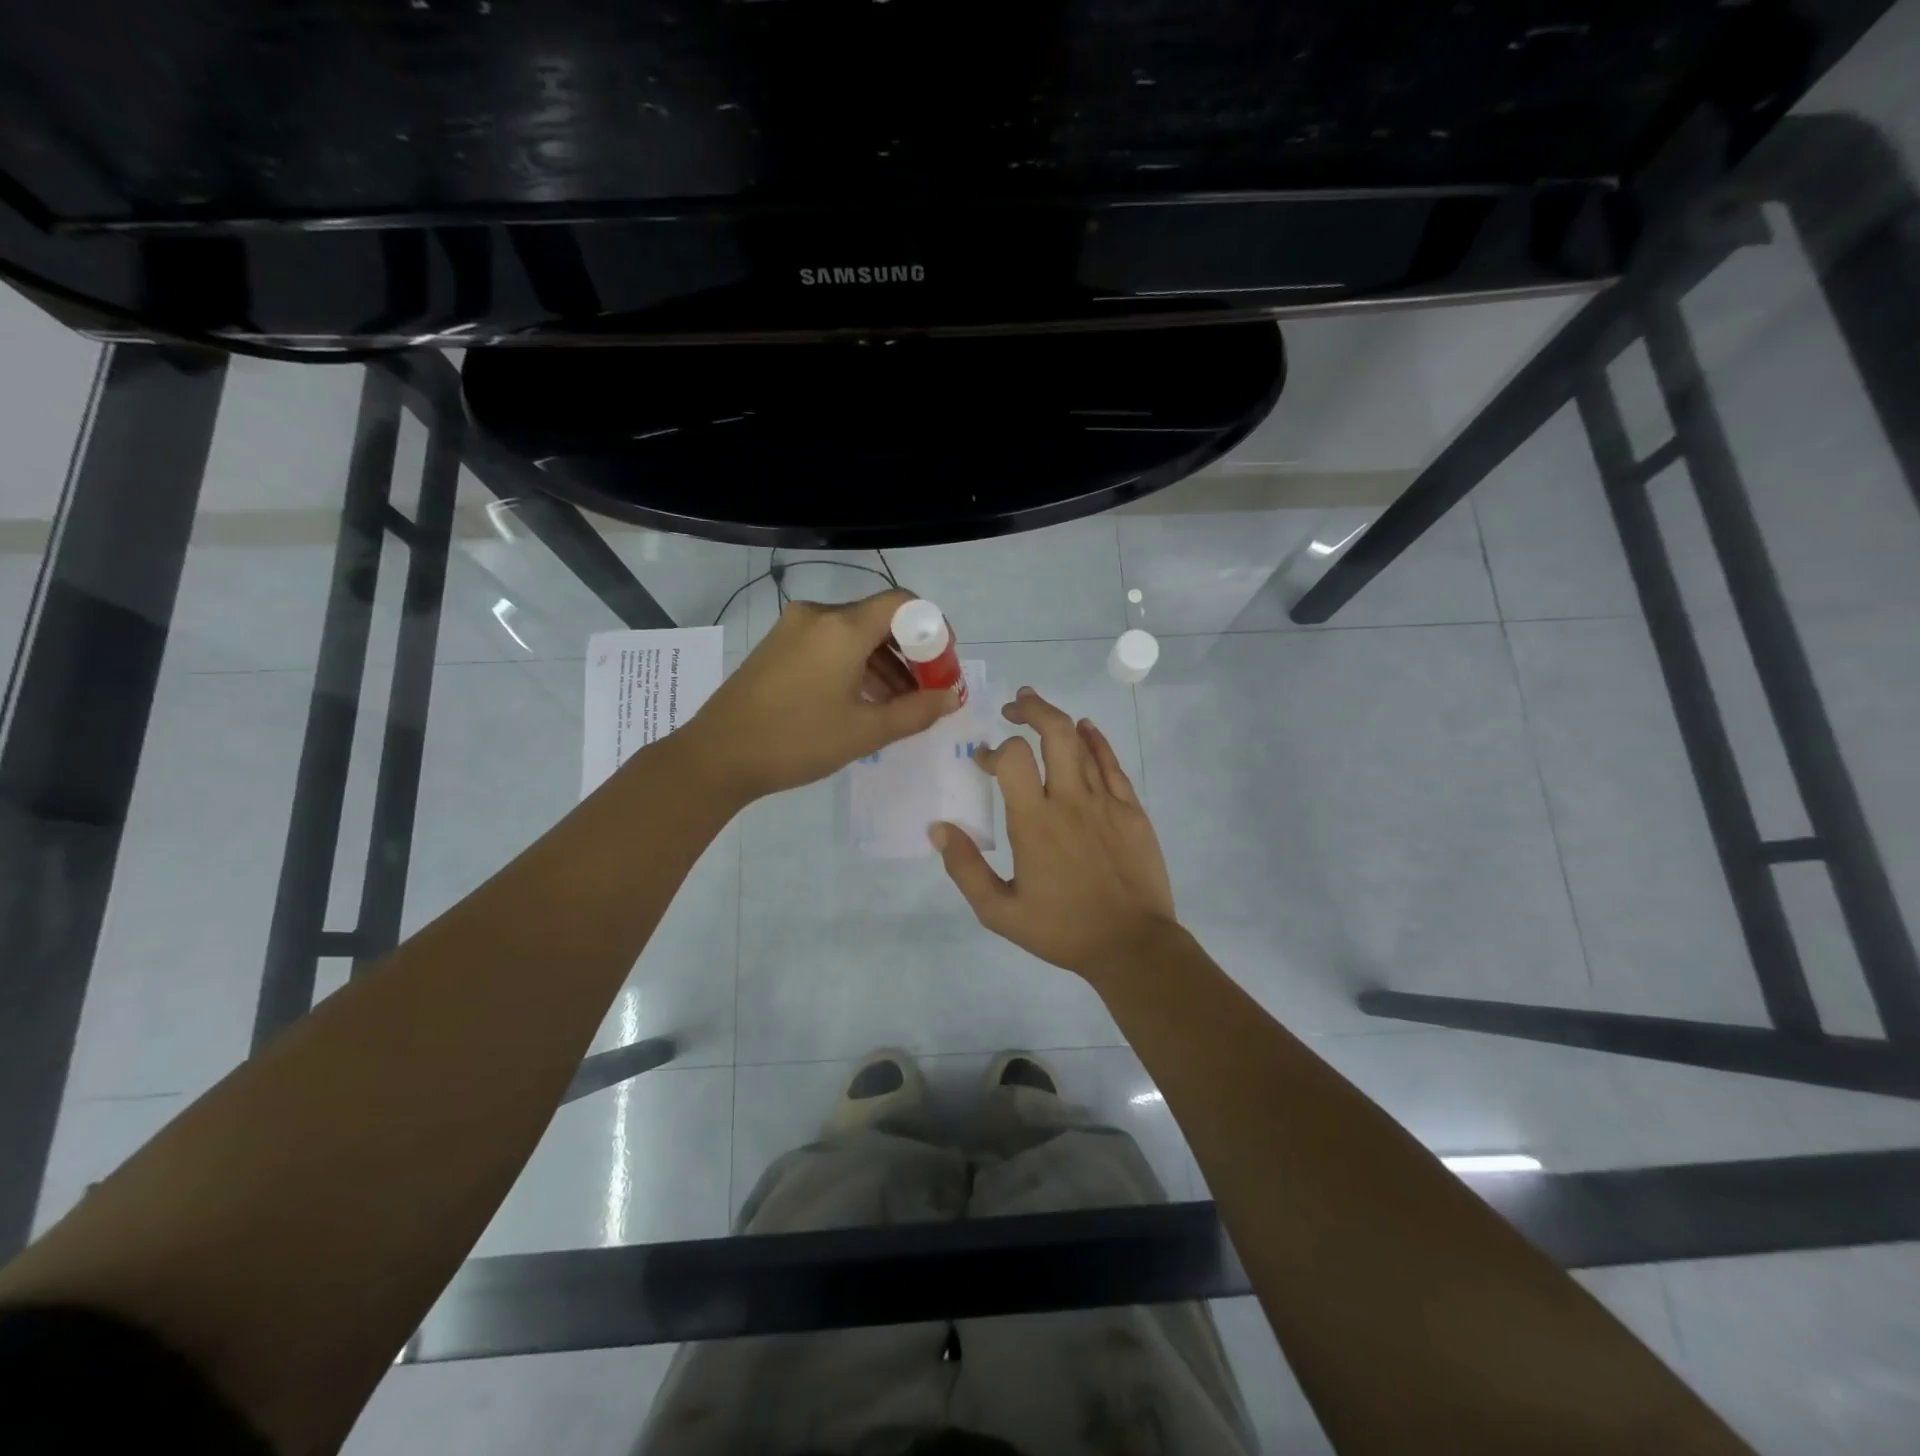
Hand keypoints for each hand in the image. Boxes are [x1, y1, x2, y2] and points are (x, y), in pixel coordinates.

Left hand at [686, 589, 961, 801]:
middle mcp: (819, 615)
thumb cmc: (797, 741)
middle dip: (910, 652)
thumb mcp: (865, 731)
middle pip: (879, 619)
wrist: (717, 756)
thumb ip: (916, 711)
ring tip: (899, 704)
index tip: (943, 664)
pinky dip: (854, 664)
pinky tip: (863, 699)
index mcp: (842, 627)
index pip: (903, 603)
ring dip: (883, 663)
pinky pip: (829, 643)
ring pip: (854, 634)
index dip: (932, 628)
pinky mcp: (778, 645)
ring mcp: (793, 628)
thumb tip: (952, 697)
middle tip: (927, 690)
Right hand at [930, 686, 1177, 982]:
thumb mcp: (999, 912)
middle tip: (1013, 707)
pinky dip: (1097, 740)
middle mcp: (1071, 800)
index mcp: (1034, 822)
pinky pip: (1112, 763)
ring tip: (1037, 708)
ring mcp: (1106, 802)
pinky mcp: (1132, 810)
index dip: (993, 751)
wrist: (1132, 946)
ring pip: (1083, 743)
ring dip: (1058, 719)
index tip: (982, 761)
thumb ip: (965, 868)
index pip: (1012, 758)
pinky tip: (1087, 728)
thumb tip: (939, 828)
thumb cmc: (1062, 930)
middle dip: (1031, 710)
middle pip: (1054, 732)